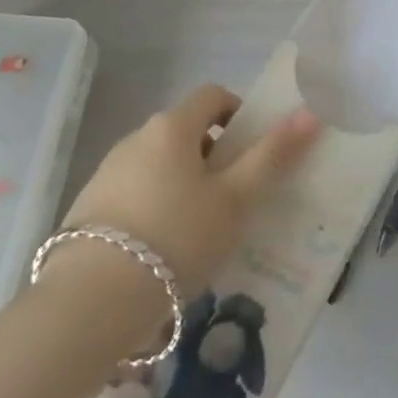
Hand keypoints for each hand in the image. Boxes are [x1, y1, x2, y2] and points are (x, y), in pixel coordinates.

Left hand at [58, 86, 320, 296]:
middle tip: (234, 198)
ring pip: (159, 165)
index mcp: (172, 126)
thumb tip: (309, 114)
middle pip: (185, 131)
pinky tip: (163, 252)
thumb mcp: (234, 200)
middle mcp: (136, 138)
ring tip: (201, 231)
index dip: (239, 113)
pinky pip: (134, 194)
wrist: (91, 302)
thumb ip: (272, 156)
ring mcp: (106, 172)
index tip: (253, 151)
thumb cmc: (177, 237)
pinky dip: (155, 208)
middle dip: (213, 156)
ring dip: (183, 184)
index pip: (213, 95)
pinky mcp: (87, 208)